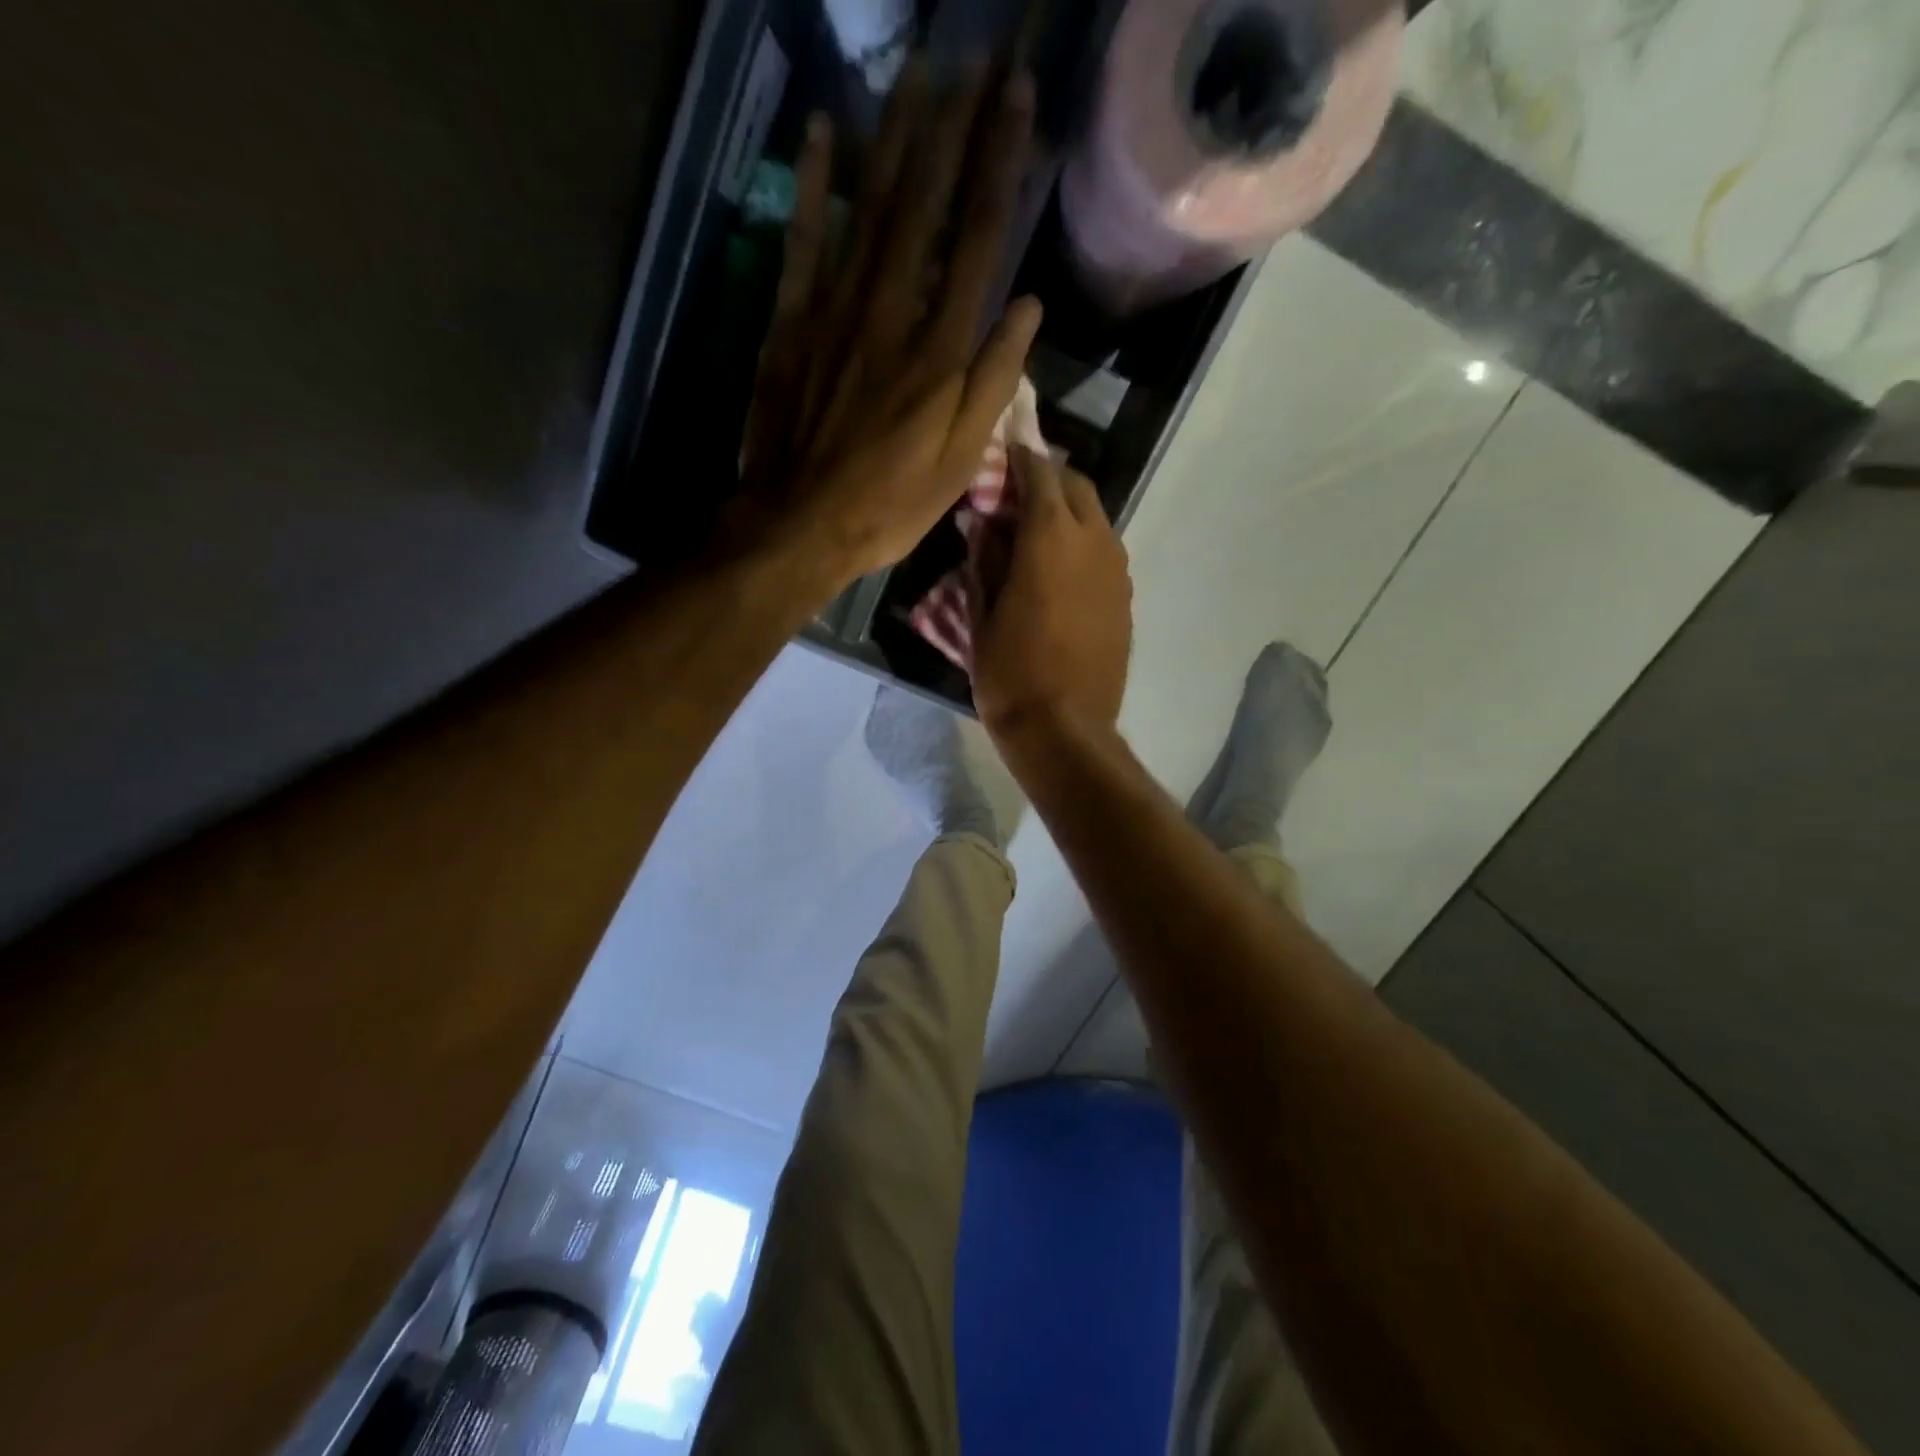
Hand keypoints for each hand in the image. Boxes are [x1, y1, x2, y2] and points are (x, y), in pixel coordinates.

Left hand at [734, 59, 1041, 595]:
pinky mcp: (792, 322)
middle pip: (926, 204)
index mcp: (941, 351)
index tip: (1016, 99)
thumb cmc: (889, 504)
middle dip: (953, 127)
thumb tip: (1029, 305)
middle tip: (974, 60)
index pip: (978, 238)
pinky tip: (820, 130)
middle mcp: (892, 312)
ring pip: (869, 207)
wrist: (800, 524)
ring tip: (917, 72)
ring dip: (894, 134)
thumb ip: (994, 381)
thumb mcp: (960, 461)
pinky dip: (810, 183)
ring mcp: (836, 310)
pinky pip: (801, 239)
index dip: (999, 163)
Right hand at [972, 444, 1133, 744]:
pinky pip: (1104, 551)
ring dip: (1067, 512)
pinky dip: (1082, 544)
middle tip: (1015, 494)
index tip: (1001, 451)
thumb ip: (984, 558)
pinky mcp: (1125, 597)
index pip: (1038, 471)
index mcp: (1051, 536)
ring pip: (1095, 518)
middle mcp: (1093, 540)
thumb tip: (984, 523)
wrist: (1066, 729)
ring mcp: (1116, 569)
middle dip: (1047, 478)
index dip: (1018, 455)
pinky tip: (1058, 570)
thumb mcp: (981, 614)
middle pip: (1075, 485)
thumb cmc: (1010, 673)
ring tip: (1035, 533)